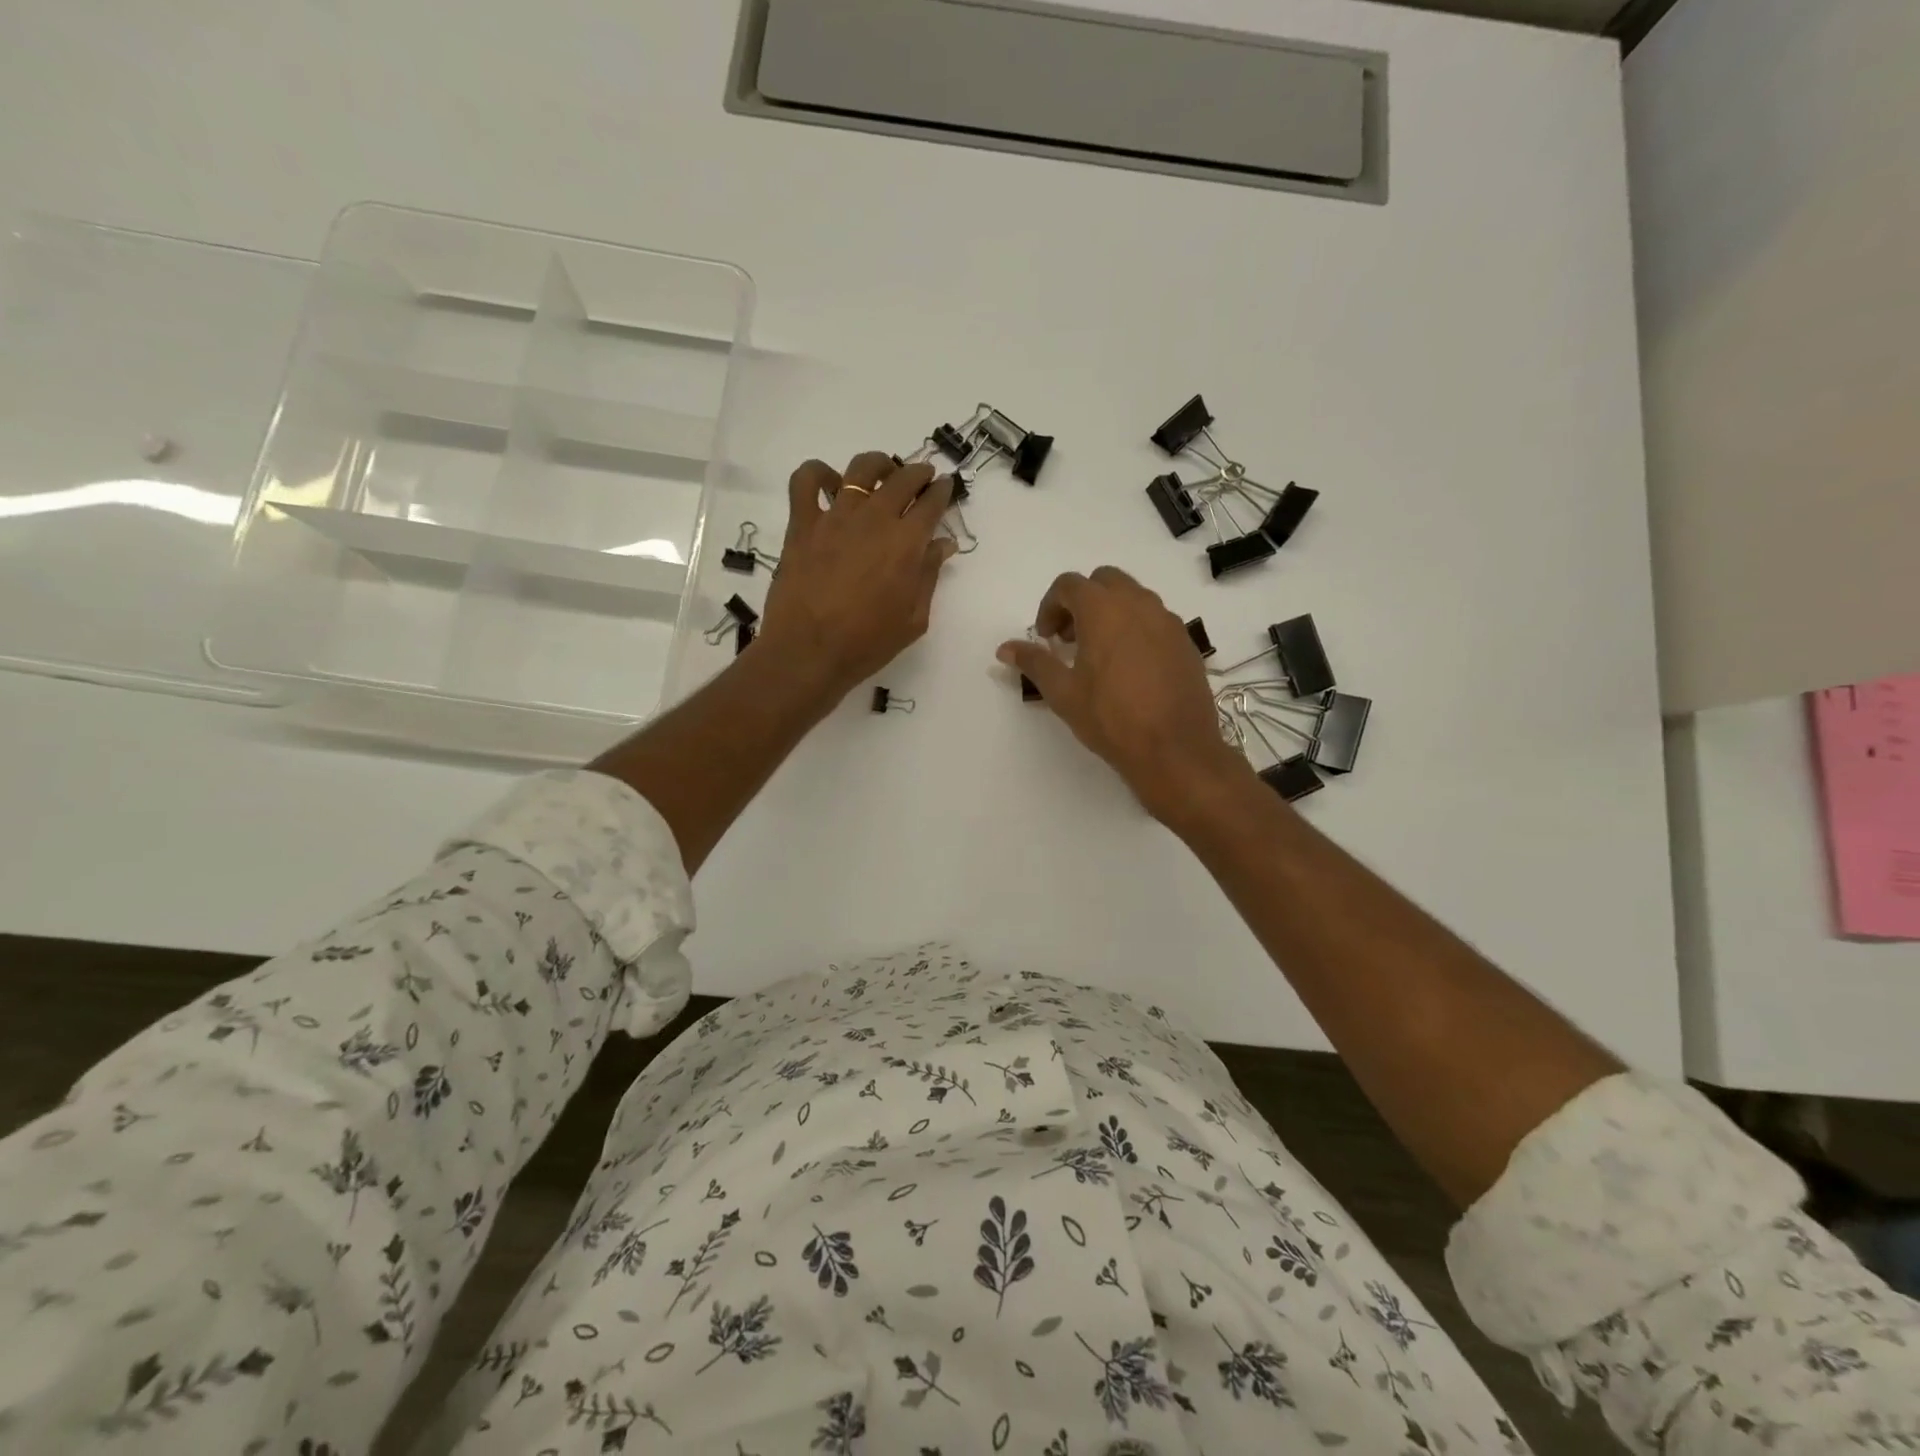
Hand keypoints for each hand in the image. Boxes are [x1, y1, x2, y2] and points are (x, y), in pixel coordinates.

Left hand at [757, 452, 958, 702]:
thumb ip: (929, 575)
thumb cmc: (867, 643)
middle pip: (902, 478)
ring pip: (860, 469)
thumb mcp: (914, 618)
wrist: (809, 652)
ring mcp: (835, 517)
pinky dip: (818, 473)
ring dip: (878, 465)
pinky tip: (829, 484)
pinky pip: (806, 481)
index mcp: (907, 543)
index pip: (931, 503)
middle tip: (922, 478)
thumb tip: (943, 544)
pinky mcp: (802, 524)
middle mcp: (874, 519)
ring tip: (882, 473)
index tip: (945, 488)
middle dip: (918, 473)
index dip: (942, 492)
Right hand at [998, 567, 1252, 821]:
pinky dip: (1135, 628)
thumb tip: (1005, 648)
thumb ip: (1034, 662)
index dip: (1050, 606)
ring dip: (1110, 612)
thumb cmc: (1111, 718)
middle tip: (1070, 638)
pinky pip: (1155, 619)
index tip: (1045, 637)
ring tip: (1098, 652)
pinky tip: (1129, 667)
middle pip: (1104, 581)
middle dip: (1081, 602)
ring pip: (1133, 597)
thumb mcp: (1063, 692)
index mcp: (1104, 610)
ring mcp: (1168, 620)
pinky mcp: (1186, 641)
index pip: (1069, 585)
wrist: (1175, 749)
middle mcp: (1139, 604)